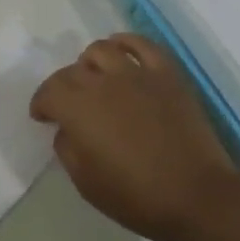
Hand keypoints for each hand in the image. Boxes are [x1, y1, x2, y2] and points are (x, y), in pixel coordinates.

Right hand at [30, 33, 237, 240]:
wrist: (198, 196)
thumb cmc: (138, 197)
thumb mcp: (87, 184)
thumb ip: (68, 150)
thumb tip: (66, 130)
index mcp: (79, 109)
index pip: (49, 91)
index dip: (41, 102)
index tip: (42, 116)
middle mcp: (103, 82)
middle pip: (73, 71)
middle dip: (63, 86)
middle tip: (68, 104)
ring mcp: (136, 73)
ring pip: (102, 50)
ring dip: (91, 62)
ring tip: (95, 77)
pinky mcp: (166, 73)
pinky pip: (141, 44)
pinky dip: (126, 43)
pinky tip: (122, 52)